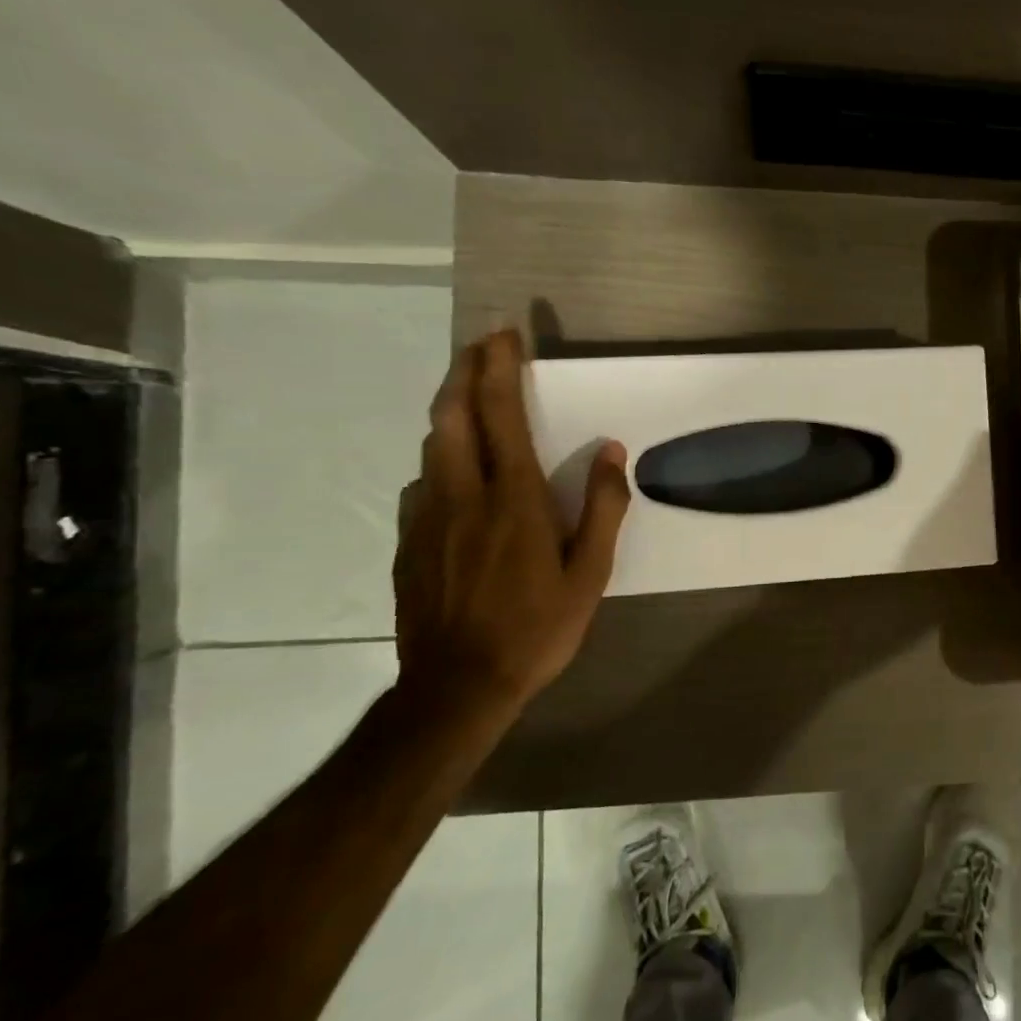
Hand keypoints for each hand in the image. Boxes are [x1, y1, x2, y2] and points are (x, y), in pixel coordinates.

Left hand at [394, 329, 630, 710]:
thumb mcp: (590, 574)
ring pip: (432, 446)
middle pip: (451, 415)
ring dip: (451, 411)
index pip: (501, 415)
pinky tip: (456, 473)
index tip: (504, 334)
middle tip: (479, 345)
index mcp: (513, 499)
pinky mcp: (408, 542)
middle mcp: (462, 495)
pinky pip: (423, 483)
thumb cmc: (537, 628)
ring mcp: (427, 518)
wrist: (456, 687)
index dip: (500, 368)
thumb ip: (603, 508)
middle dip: (464, 371)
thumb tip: (612, 452)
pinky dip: (441, 458)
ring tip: (470, 398)